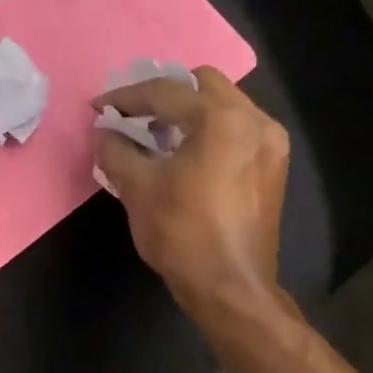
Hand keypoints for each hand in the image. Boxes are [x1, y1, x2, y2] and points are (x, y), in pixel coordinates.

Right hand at [93, 67, 290, 322]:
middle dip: (164, 94)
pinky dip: (210, 129)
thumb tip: (103, 131)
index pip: (166, 92)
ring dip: (189, 111)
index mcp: (222, 119)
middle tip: (135, 115)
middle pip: (203, 84)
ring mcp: (271, 142)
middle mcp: (254, 120)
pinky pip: (238, 128)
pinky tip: (186, 153)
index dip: (126, 97)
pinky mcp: (274, 165)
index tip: (99, 107)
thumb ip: (116, 150)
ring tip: (157, 134)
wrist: (231, 288)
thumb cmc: (182, 234)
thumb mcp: (137, 187)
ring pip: (224, 104)